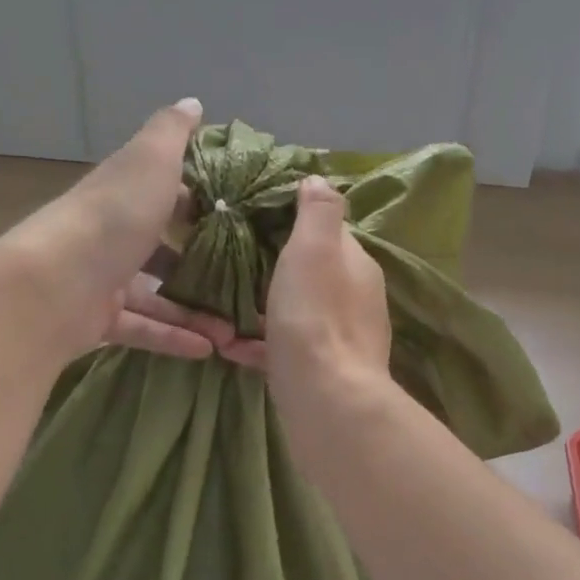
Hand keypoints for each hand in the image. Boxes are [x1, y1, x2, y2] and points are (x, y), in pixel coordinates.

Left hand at [0, 98, 236, 363]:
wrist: (53, 285)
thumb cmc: (112, 217)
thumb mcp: (149, 161)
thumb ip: (172, 131)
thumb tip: (192, 103)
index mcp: (126, 193)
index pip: (166, 192)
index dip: (200, 200)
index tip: (240, 217)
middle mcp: (114, 233)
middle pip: (162, 246)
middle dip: (203, 262)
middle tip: (244, 277)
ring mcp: (105, 279)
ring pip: (158, 294)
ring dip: (195, 309)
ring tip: (234, 326)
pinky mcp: (100, 320)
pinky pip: (145, 328)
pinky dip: (174, 338)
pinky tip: (209, 349)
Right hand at [233, 175, 388, 388]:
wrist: (327, 399)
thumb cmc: (315, 315)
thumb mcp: (315, 249)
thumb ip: (318, 212)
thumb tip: (319, 179)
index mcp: (356, 264)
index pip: (328, 232)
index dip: (295, 221)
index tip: (256, 218)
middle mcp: (356, 298)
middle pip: (312, 272)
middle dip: (277, 267)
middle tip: (232, 261)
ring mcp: (341, 337)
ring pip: (298, 311)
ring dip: (265, 307)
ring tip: (223, 305)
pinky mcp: (322, 371)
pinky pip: (286, 348)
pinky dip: (260, 344)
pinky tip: (230, 346)